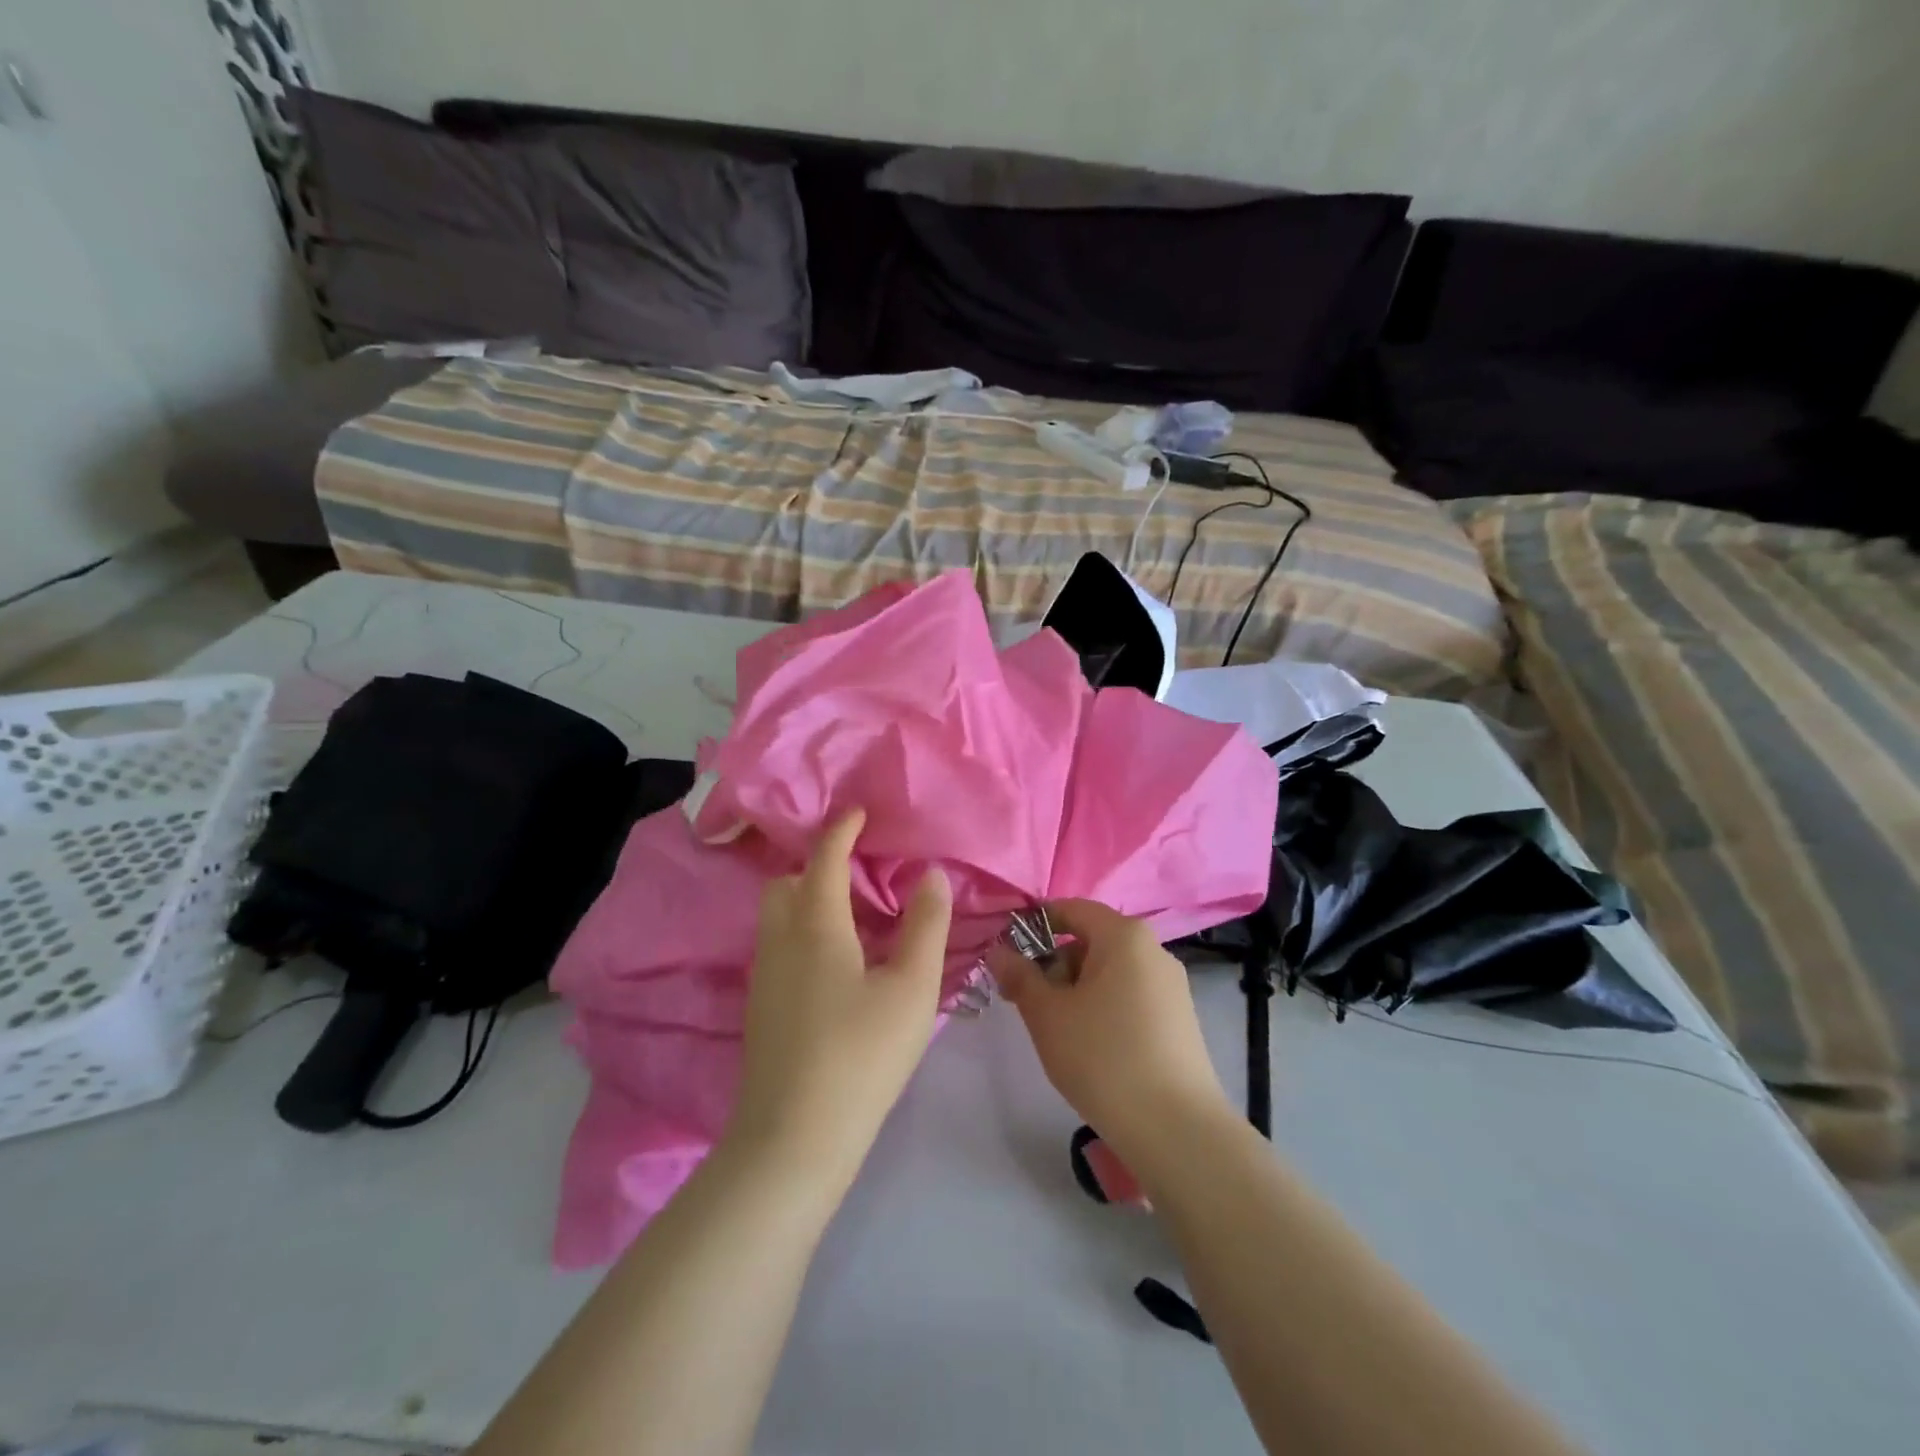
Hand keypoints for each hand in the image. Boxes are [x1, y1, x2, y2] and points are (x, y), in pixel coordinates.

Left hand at [725, 810, 952, 1194]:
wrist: (793, 1139)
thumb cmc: (861, 1055)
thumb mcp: (911, 988)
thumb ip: (926, 926)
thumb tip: (931, 875)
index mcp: (815, 924)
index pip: (823, 857)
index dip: (842, 829)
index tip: (859, 811)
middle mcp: (779, 939)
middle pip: (786, 881)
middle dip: (817, 866)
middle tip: (860, 875)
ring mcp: (764, 975)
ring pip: (778, 915)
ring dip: (808, 899)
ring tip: (854, 918)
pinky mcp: (761, 1006)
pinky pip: (778, 944)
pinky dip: (803, 931)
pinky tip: (837, 964)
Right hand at [990, 899, 1233, 1176]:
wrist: (1176, 1129)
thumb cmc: (1103, 1057)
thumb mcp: (1047, 1015)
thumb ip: (1019, 976)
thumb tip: (998, 951)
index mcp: (1124, 936)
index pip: (1071, 909)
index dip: (1034, 925)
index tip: (1007, 954)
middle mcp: (1153, 950)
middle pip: (1091, 940)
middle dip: (1053, 963)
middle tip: (1023, 1000)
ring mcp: (1171, 986)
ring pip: (1110, 971)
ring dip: (1075, 988)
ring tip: (1054, 1028)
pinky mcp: (1179, 1019)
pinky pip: (1130, 995)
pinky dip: (1102, 1006)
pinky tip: (1089, 1045)